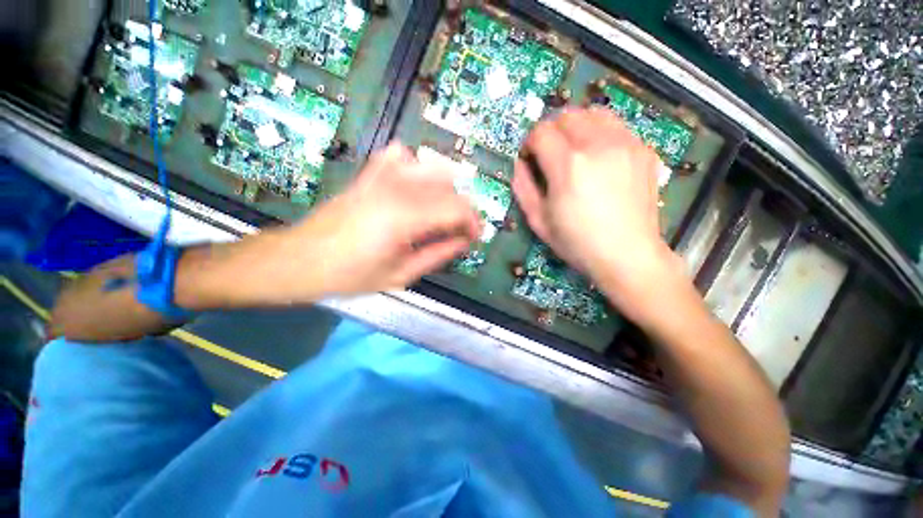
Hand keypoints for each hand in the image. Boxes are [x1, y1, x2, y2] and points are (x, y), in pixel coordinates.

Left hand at [277, 143, 481, 296]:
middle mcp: (398, 187)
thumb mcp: (402, 274)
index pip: (458, 208)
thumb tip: (465, 241)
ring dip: (445, 191)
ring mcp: (382, 174)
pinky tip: (413, 188)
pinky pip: (403, 156)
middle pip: (449, 187)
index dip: (473, 222)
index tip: (474, 237)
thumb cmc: (352, 274)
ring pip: (432, 168)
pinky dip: (416, 169)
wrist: (303, 258)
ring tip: (440, 214)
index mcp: (406, 216)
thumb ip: (439, 254)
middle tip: (458, 232)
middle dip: (462, 210)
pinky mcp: (370, 172)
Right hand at [513, 107, 683, 317]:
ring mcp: (626, 144)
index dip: (530, 143)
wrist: (627, 254)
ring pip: (594, 113)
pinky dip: (601, 134)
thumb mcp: (538, 220)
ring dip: (577, 127)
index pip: (541, 132)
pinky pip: (617, 127)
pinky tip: (600, 158)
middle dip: (551, 131)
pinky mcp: (644, 150)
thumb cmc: (576, 243)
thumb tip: (519, 163)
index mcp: (568, 165)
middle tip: (550, 154)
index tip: (530, 158)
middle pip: (567, 115)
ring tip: (575, 151)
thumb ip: (523, 187)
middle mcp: (598, 145)